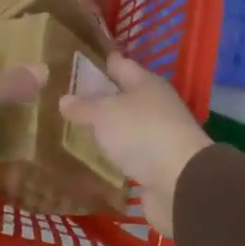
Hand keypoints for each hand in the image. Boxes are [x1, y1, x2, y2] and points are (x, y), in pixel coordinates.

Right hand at [58, 54, 210, 237]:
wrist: (180, 182)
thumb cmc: (142, 133)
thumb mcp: (105, 114)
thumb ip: (84, 106)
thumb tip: (64, 99)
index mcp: (146, 83)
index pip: (119, 64)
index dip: (99, 62)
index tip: (75, 63)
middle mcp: (156, 105)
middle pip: (124, 96)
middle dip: (99, 97)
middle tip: (67, 100)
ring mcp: (159, 135)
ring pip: (126, 125)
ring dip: (107, 128)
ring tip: (75, 129)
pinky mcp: (157, 164)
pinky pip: (130, 153)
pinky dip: (114, 154)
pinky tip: (95, 158)